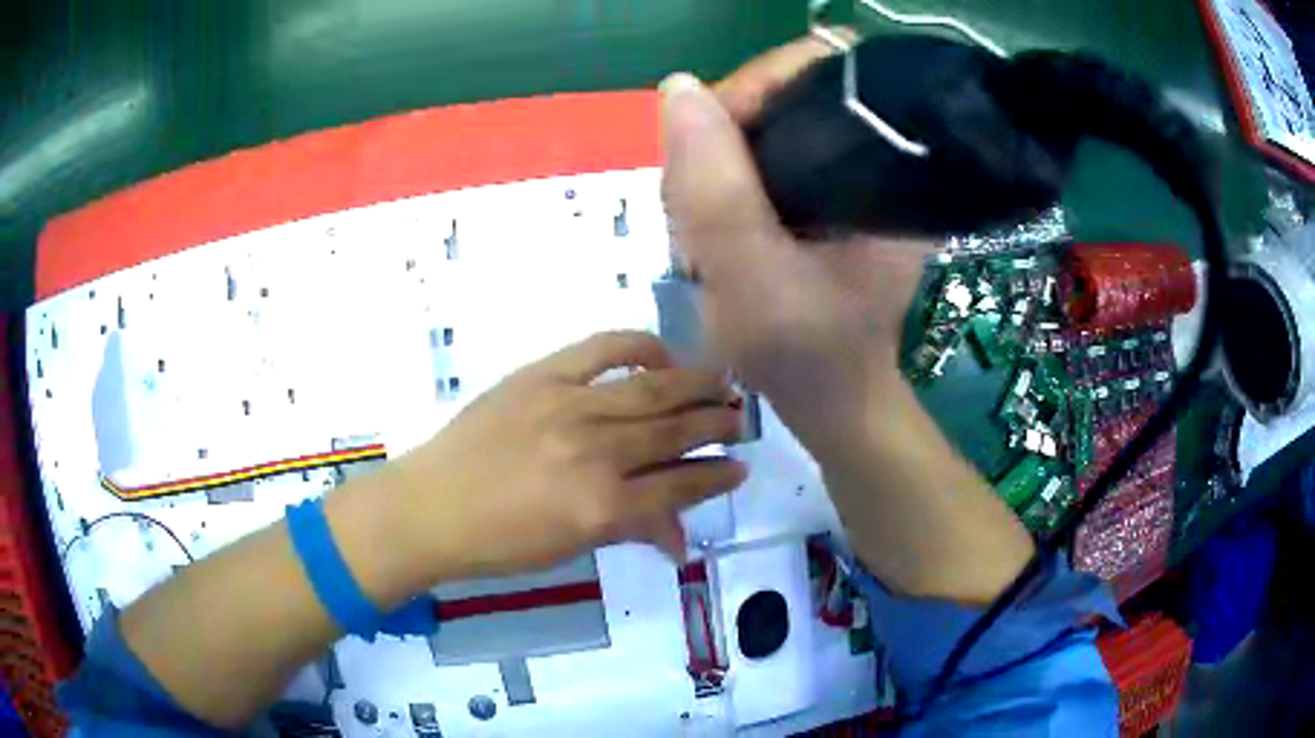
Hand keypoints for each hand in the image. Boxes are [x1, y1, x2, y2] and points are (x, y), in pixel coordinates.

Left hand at [380, 331, 745, 587]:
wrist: (431, 506)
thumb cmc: (500, 543)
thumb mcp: (571, 548)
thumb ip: (631, 531)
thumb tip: (678, 539)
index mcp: (603, 506)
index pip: (679, 485)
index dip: (716, 476)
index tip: (740, 468)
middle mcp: (595, 451)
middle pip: (674, 431)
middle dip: (716, 424)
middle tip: (741, 419)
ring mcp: (568, 406)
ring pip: (651, 390)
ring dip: (695, 385)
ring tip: (722, 383)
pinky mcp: (542, 376)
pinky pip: (603, 349)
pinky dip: (639, 346)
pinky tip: (662, 353)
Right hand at [661, 36, 932, 433]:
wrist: (833, 403)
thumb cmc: (806, 354)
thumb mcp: (753, 276)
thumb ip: (715, 189)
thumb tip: (680, 88)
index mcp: (881, 165)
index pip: (812, 75)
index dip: (747, 94)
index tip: (702, 148)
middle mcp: (872, 159)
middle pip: (782, 102)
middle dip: (722, 145)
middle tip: (699, 215)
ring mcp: (846, 180)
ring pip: (765, 134)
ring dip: (716, 173)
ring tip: (702, 234)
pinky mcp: (825, 200)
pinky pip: (761, 164)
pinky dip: (725, 189)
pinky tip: (715, 232)